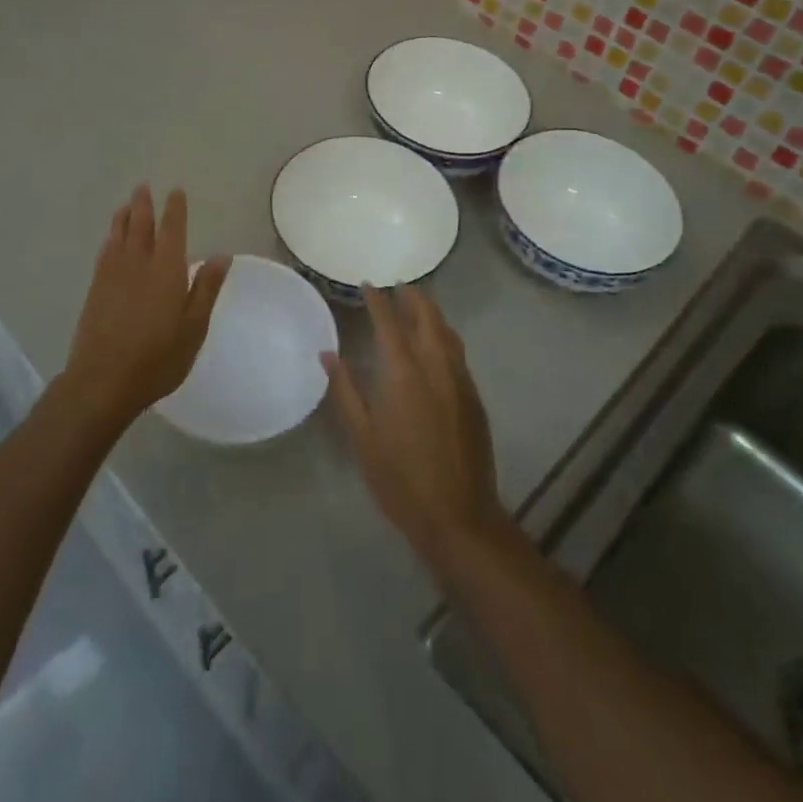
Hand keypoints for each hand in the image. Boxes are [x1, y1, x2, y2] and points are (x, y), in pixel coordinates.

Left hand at [63, 185, 229, 427]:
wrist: (103, 380)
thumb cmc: (158, 357)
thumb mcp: (194, 327)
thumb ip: (206, 288)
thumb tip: (222, 255)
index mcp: (166, 269)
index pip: (172, 229)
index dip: (175, 209)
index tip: (175, 191)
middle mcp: (138, 264)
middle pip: (140, 225)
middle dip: (143, 205)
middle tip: (143, 186)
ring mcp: (112, 276)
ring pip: (118, 236)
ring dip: (123, 217)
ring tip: (125, 205)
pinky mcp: (95, 290)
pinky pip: (104, 253)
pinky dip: (109, 240)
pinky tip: (110, 241)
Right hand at [323, 286, 511, 578]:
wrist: (458, 516)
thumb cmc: (400, 479)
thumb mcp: (362, 437)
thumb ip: (345, 390)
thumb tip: (328, 354)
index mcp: (404, 373)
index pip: (389, 323)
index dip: (378, 300)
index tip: (367, 284)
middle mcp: (436, 367)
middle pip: (427, 318)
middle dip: (412, 298)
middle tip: (398, 287)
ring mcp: (460, 381)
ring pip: (448, 333)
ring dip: (432, 314)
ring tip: (417, 306)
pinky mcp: (474, 399)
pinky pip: (458, 353)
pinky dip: (445, 336)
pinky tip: (436, 345)